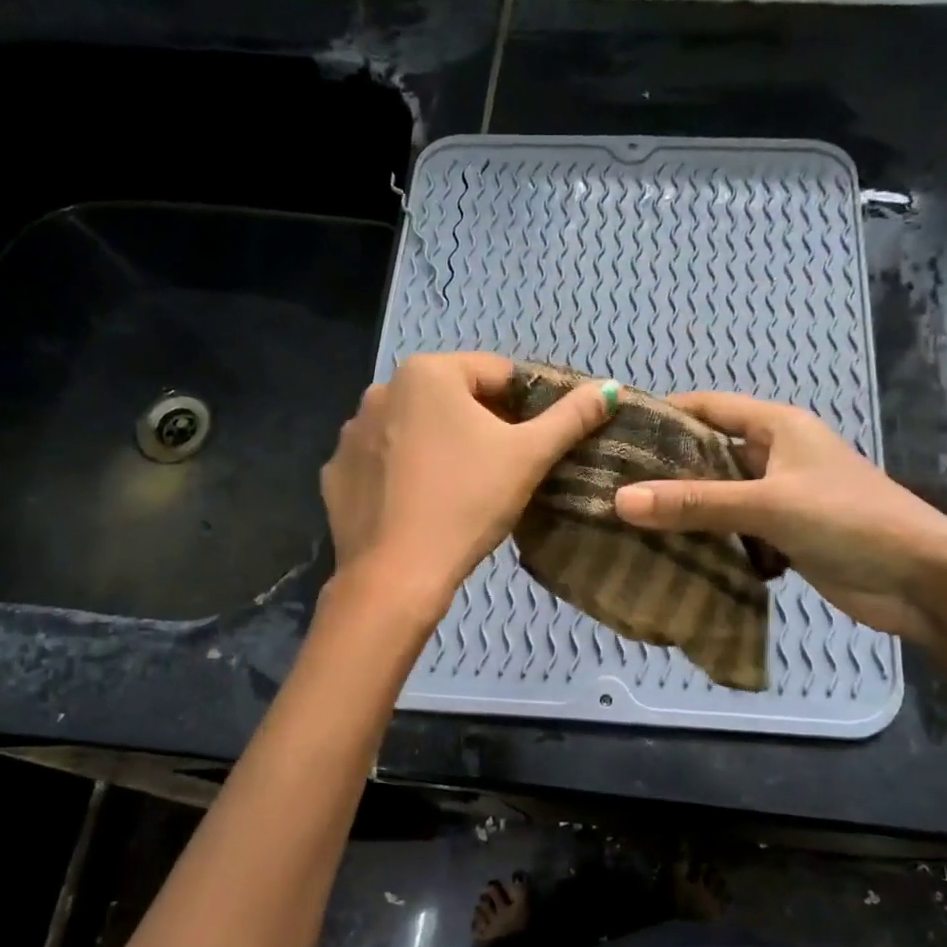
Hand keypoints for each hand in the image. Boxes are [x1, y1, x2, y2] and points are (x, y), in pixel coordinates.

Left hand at [321, 352, 616, 616]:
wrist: (396, 574)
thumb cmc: (467, 503)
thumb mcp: (528, 457)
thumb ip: (570, 417)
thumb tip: (610, 387)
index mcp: (427, 372)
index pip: (495, 374)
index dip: (524, 407)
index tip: (532, 445)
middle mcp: (381, 389)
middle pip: (452, 399)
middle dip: (481, 426)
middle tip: (499, 471)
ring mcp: (352, 431)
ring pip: (415, 429)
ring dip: (440, 446)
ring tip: (459, 491)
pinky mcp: (336, 471)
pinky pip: (383, 461)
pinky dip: (404, 473)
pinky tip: (419, 504)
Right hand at [612, 391, 946, 643]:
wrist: (922, 580)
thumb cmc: (850, 521)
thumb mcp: (769, 505)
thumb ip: (696, 504)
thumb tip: (620, 500)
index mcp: (777, 427)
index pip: (707, 407)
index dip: (662, 413)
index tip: (612, 432)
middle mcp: (776, 455)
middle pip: (709, 454)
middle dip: (664, 470)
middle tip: (608, 486)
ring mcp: (781, 498)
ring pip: (719, 497)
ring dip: (684, 510)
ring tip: (625, 522)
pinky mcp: (785, 537)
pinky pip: (735, 532)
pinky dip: (708, 541)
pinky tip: (670, 555)